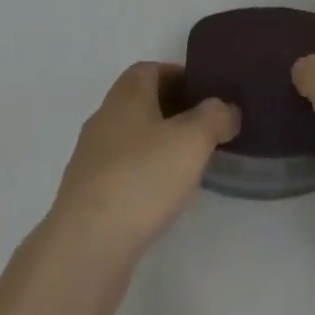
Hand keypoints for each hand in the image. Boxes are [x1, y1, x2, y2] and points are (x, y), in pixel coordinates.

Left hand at [48, 61, 240, 262]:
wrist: (86, 245)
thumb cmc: (142, 176)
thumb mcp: (193, 139)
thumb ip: (215, 116)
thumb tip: (228, 108)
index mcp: (127, 90)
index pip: (154, 69)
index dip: (181, 78)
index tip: (206, 96)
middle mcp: (105, 114)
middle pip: (142, 102)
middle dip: (172, 112)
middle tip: (202, 131)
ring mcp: (91, 157)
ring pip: (130, 139)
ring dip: (156, 147)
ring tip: (185, 168)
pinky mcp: (86, 196)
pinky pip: (120, 173)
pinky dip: (140, 177)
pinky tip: (157, 200)